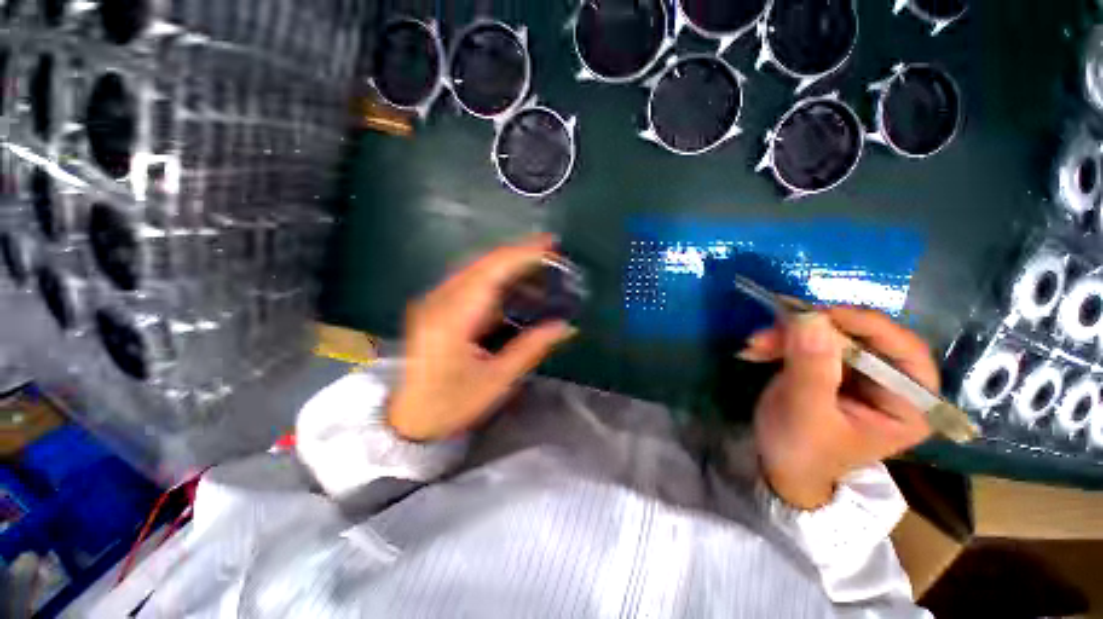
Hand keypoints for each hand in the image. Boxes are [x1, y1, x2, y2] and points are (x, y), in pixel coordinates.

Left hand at [387, 235, 575, 440]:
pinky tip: (515, 285)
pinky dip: (497, 278)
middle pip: (483, 263)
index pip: (491, 272)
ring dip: (509, 264)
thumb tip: (564, 326)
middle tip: (551, 252)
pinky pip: (470, 281)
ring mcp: (435, 302)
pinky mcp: (437, 307)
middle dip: (519, 254)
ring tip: (539, 265)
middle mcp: (439, 301)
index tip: (550, 246)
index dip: (522, 255)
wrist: (408, 419)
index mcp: (452, 319)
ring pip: (476, 269)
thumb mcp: (496, 380)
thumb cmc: (451, 404)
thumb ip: (531, 348)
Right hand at [740, 308, 936, 509]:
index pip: (906, 352)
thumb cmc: (801, 451)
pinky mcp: (831, 367)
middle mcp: (891, 383)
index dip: (866, 326)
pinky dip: (781, 341)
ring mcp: (859, 373)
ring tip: (755, 344)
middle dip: (812, 332)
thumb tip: (812, 317)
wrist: (779, 465)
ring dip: (788, 335)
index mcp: (907, 405)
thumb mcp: (805, 413)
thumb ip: (812, 367)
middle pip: (862, 338)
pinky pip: (809, 341)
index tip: (820, 315)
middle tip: (770, 331)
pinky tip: (757, 349)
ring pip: (831, 335)